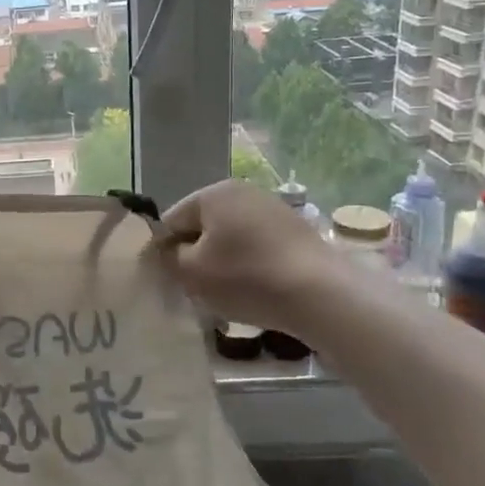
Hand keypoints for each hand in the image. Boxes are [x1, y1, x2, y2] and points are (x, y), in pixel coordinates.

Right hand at [160, 180, 335, 336]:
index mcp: (214, 193)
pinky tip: (254, 290)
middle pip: (203, 226)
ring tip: (226, 293)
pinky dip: (249, 265)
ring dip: (222, 262)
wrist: (320, 294)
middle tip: (195, 288)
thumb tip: (168, 250)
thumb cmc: (246, 278)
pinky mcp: (296, 230)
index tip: (168, 279)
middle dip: (195, 255)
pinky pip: (257, 246)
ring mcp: (273, 209)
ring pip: (231, 237)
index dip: (164, 251)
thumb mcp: (191, 272)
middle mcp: (243, 191)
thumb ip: (168, 257)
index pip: (172, 220)